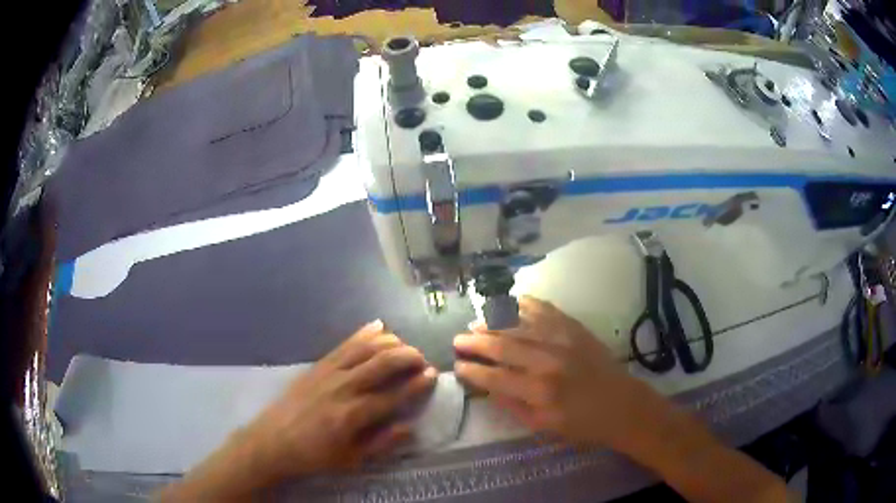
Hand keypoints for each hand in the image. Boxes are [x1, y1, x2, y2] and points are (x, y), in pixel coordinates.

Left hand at [243, 320, 436, 479]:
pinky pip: (344, 344)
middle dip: (408, 356)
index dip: (417, 384)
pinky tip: (378, 326)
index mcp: (353, 415)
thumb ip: (382, 443)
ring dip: (390, 342)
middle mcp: (343, 387)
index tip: (432, 375)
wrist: (273, 441)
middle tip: (422, 359)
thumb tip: (410, 426)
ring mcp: (328, 372)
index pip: (393, 395)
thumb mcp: (351, 459)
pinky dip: (364, 333)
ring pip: (365, 348)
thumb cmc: (315, 455)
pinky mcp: (317, 365)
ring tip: (405, 345)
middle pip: (382, 363)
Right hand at [454, 296, 652, 449]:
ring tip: (476, 323)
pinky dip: (523, 305)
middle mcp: (547, 361)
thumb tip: (487, 386)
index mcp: (539, 392)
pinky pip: (544, 310)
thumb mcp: (544, 427)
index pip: (495, 376)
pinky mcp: (575, 328)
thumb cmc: (583, 425)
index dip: (472, 370)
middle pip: (502, 346)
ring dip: (493, 322)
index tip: (458, 366)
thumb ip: (513, 406)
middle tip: (458, 340)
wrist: (623, 405)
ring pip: (519, 325)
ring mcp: (563, 340)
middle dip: (475, 342)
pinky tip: (508, 304)